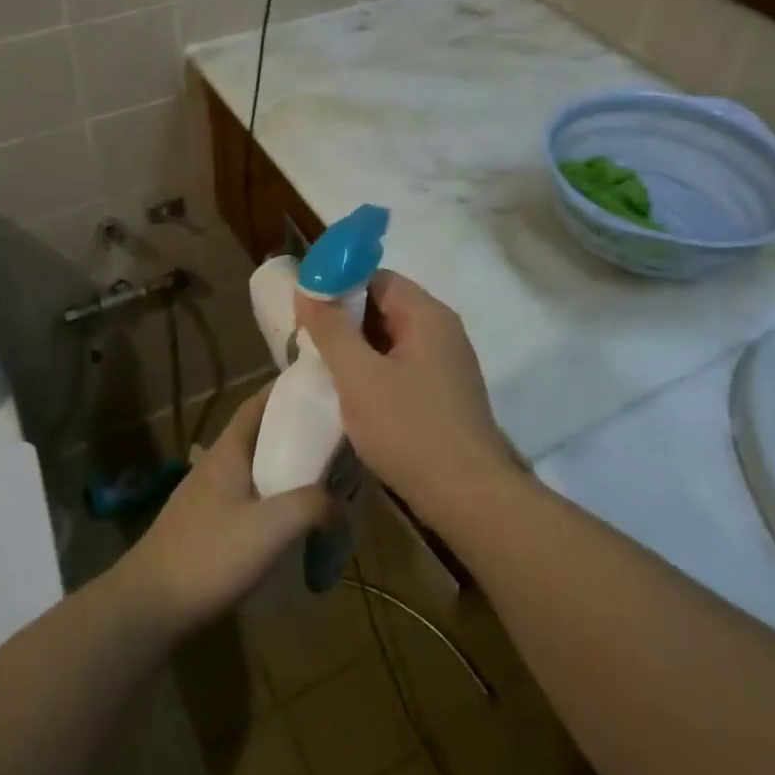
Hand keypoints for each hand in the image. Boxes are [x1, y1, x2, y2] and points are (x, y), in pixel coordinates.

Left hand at [118, 386, 331, 632]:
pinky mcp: (206, 525)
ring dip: (285, 466)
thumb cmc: (210, 554)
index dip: (287, 390)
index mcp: (229, 450)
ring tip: (322, 477)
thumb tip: (342, 506)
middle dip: (295, 431)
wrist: (149, 606)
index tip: (320, 386)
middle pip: (260, 434)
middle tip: (335, 437)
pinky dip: (273, 496)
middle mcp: (216, 464)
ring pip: (254, 467)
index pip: (258, 403)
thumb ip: (314, 505)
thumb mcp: (272, 526)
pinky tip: (290, 519)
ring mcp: (207, 496)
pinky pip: (248, 496)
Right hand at [295, 270, 516, 520]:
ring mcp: (446, 365)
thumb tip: (308, 287)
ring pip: (391, 341)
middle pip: (384, 307)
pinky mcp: (444, 395)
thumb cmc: (409, 429)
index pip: (377, 278)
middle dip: (344, 322)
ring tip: (322, 371)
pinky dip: (374, 374)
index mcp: (427, 315)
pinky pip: (402, 368)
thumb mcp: (358, 376)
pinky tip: (352, 397)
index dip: (338, 287)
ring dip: (357, 351)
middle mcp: (442, 331)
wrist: (468, 497)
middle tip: (308, 343)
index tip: (306, 311)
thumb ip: (331, 329)